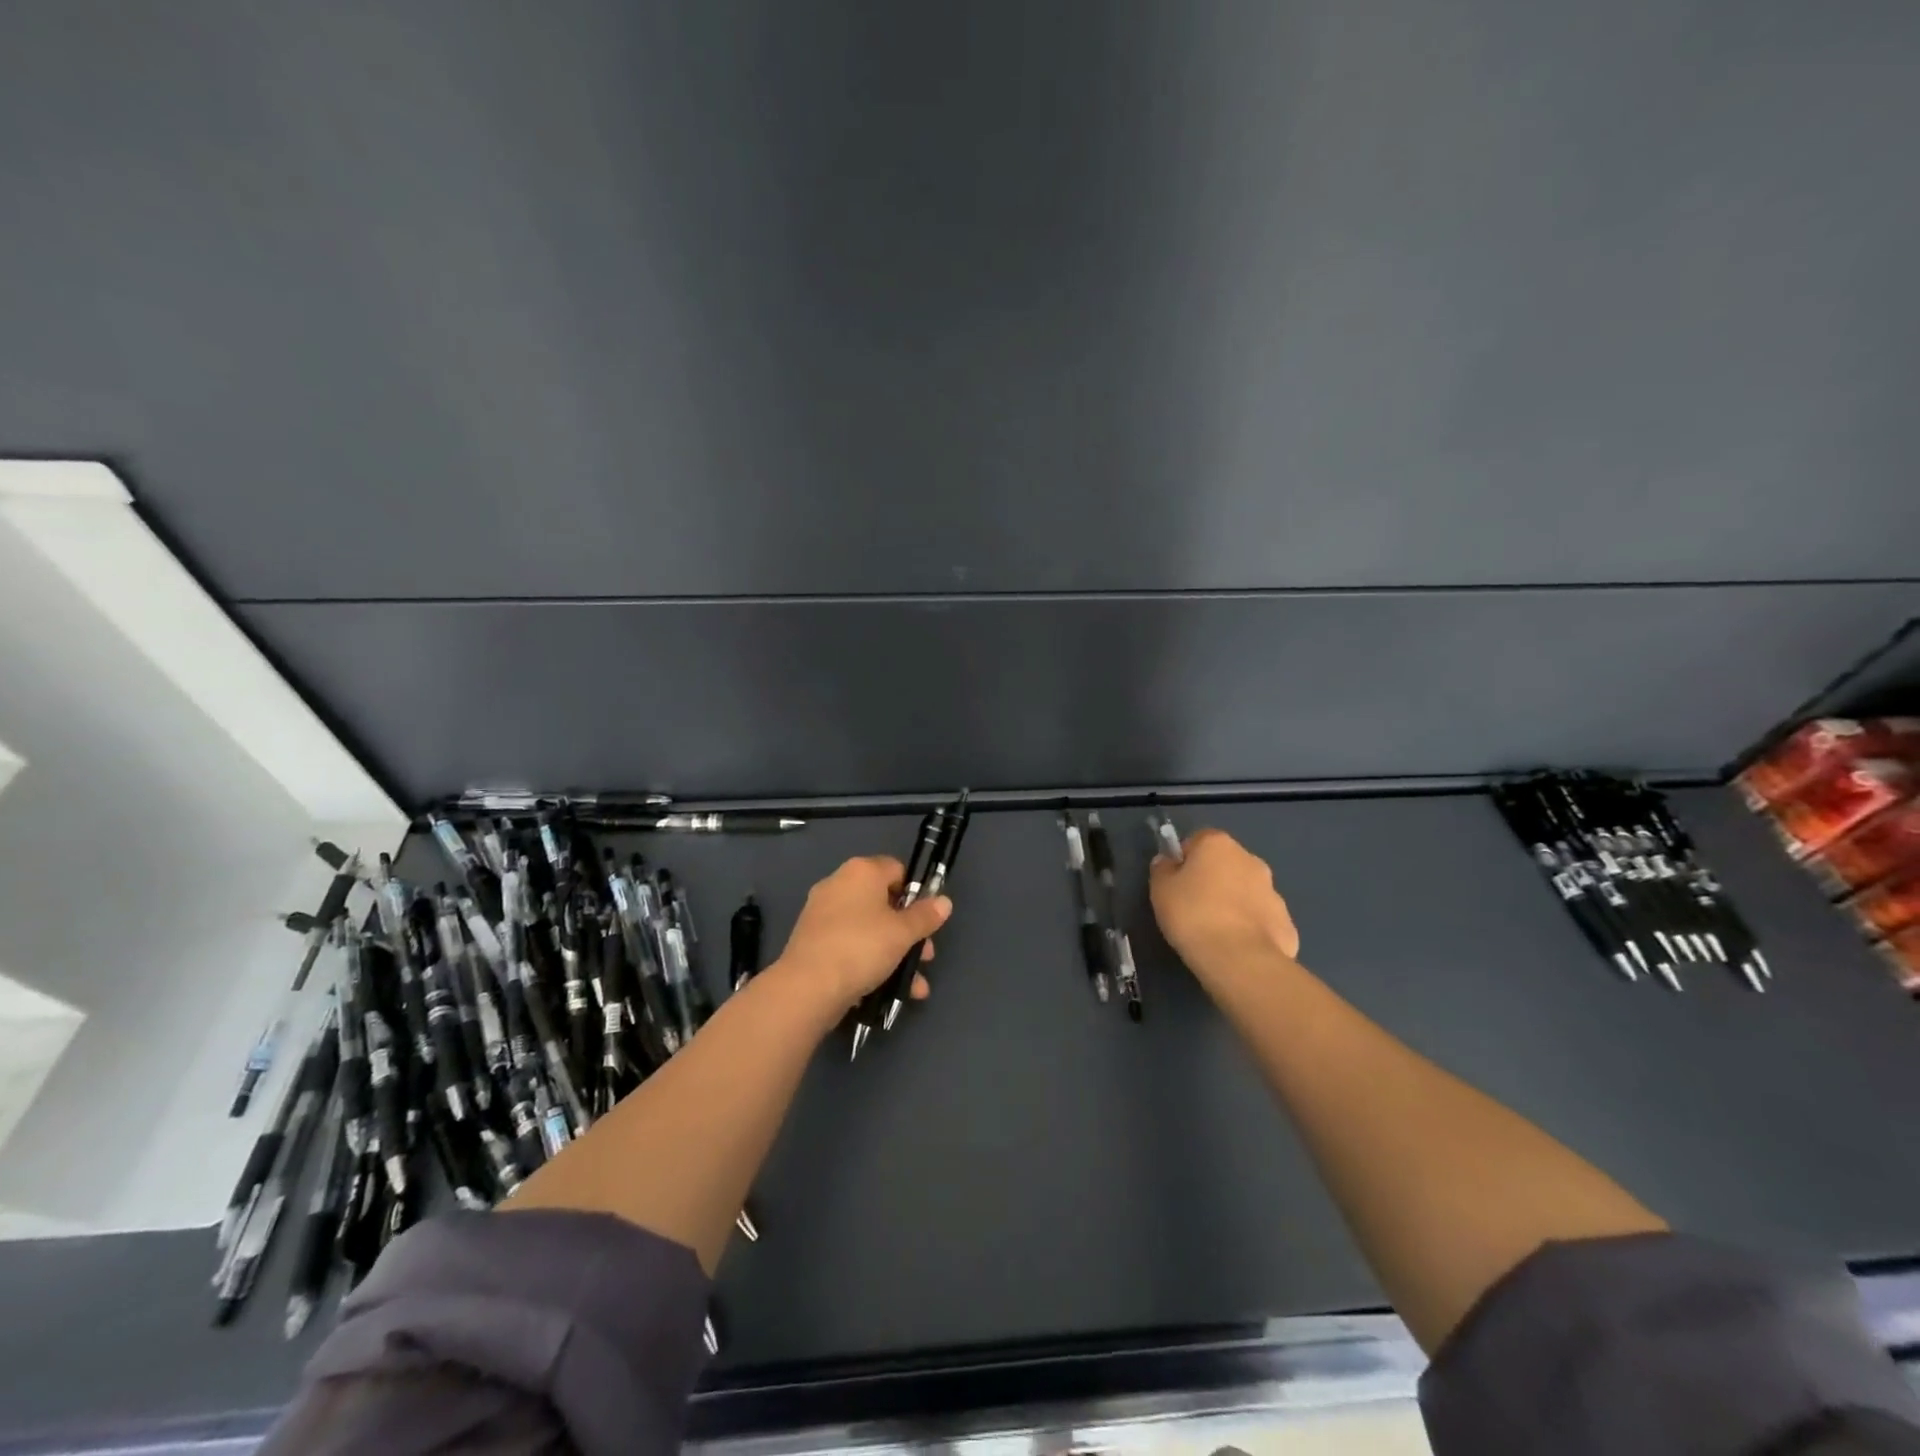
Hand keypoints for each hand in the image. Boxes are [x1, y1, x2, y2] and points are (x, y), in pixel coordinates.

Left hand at [774, 855, 951, 1010]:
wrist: (807, 987)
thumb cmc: (862, 947)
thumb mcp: (903, 933)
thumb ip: (925, 916)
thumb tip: (944, 901)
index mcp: (861, 871)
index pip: (897, 870)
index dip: (916, 894)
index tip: (926, 920)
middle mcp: (839, 884)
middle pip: (884, 902)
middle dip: (908, 931)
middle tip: (924, 956)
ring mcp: (822, 913)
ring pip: (869, 929)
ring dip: (894, 954)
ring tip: (913, 986)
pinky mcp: (812, 941)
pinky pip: (850, 945)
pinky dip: (869, 962)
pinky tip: (886, 990)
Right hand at [1149, 828, 1300, 979]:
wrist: (1240, 959)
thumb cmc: (1193, 915)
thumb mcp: (1160, 890)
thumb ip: (1163, 869)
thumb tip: (1169, 862)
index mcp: (1218, 844)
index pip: (1197, 840)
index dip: (1184, 860)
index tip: (1175, 883)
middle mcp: (1250, 859)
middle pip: (1225, 864)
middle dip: (1212, 880)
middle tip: (1193, 907)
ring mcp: (1273, 891)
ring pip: (1246, 891)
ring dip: (1233, 903)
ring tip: (1215, 932)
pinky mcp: (1286, 922)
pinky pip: (1260, 919)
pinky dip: (1249, 927)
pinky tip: (1236, 947)